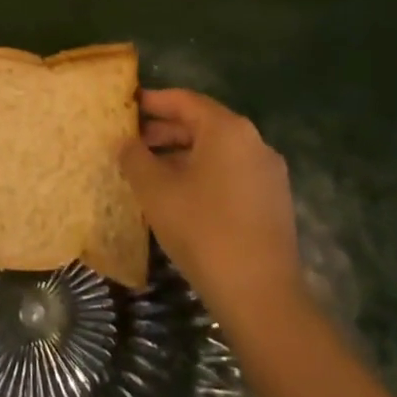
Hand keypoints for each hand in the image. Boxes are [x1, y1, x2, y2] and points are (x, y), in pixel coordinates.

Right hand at [120, 89, 307, 328]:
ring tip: (149, 171)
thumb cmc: (203, 231)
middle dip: (165, 130)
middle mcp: (253, 142)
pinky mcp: (273, 202)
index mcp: (228, 129)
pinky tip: (179, 196)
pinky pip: (230, 173)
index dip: (152, 101)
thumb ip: (135, 158)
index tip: (126, 106)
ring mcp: (268, 173)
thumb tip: (124, 142)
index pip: (184, 100)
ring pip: (217, 151)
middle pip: (202, 124)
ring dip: (182, 155)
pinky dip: (202, 174)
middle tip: (131, 142)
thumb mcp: (156, 191)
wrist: (261, 296)